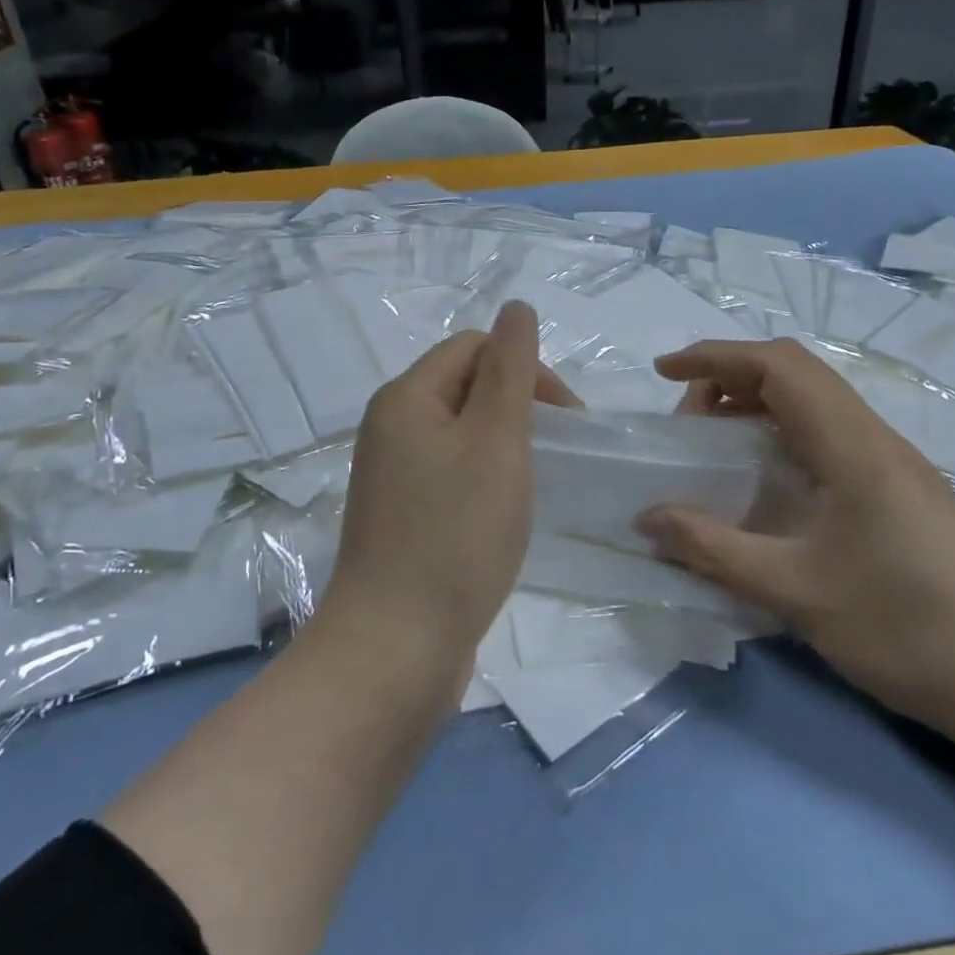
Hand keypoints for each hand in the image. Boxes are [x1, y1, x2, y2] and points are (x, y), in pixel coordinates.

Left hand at [323, 301, 576, 670]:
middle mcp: (389, 427)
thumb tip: (516, 307)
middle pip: (465, 387)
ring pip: (461, 434)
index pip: (474, 348)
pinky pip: (450, 474)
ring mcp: (391, 475)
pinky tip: (502, 515)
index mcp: (405, 398)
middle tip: (553, 453)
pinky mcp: (400, 516)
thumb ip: (510, 370)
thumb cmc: (455, 535)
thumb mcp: (495, 441)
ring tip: (531, 485)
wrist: (396, 647)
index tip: (565, 420)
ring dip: (504, 446)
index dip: (525, 369)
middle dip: (517, 407)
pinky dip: (484, 480)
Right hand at [635, 338, 954, 727]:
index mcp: (854, 446)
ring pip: (814, 404)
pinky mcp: (900, 491)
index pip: (779, 366)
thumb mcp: (795, 592)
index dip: (715, 357)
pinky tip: (766, 481)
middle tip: (687, 423)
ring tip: (716, 446)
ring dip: (757, 406)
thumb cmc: (907, 629)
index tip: (663, 373)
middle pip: (796, 373)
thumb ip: (713, 549)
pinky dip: (782, 435)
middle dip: (729, 379)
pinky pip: (829, 436)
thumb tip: (646, 519)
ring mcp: (893, 464)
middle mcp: (875, 439)